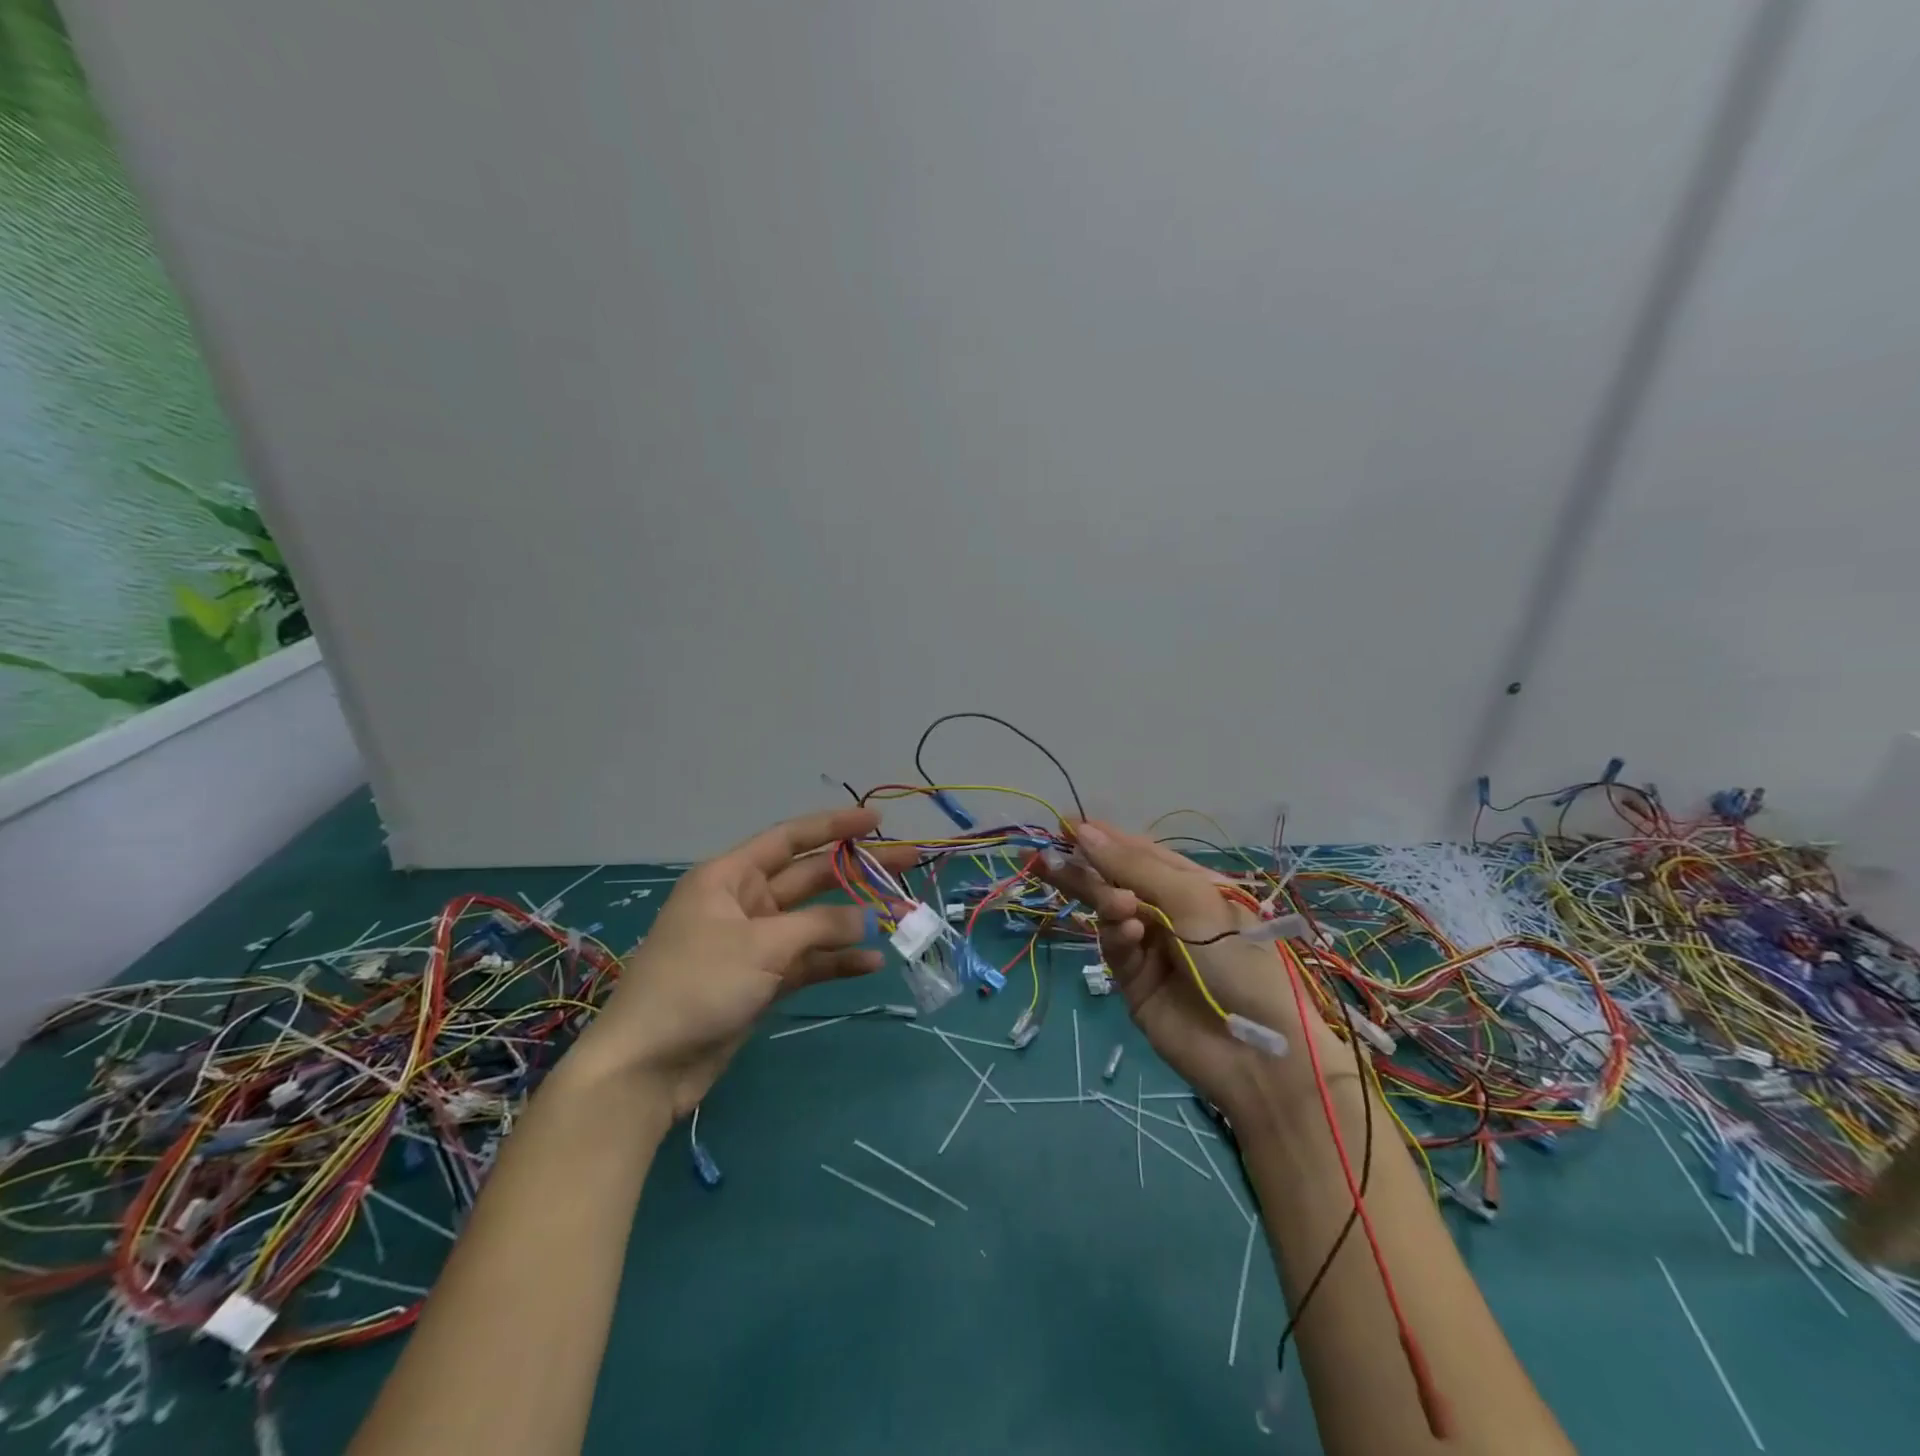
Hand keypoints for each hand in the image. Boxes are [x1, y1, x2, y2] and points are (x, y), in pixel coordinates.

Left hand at [567, 807, 914, 1116]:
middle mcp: (743, 903)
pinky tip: (871, 963)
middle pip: (809, 877)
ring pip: (813, 921)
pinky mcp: (760, 982)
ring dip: (852, 920)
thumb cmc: (697, 984)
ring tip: (900, 912)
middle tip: (907, 862)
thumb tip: (866, 919)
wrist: (646, 1066)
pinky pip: (807, 961)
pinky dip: (835, 961)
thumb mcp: (760, 945)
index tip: (877, 821)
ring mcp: (753, 944)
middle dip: (855, 870)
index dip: (834, 825)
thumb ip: (818, 926)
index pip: (790, 838)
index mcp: (730, 877)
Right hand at [1038, 821, 1336, 1116]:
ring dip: (1107, 904)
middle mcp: (1169, 912)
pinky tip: (1130, 934)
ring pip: (1110, 914)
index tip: (1066, 823)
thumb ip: (1133, 866)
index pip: (1140, 852)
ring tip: (1117, 906)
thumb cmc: (1236, 957)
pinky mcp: (1135, 982)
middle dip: (1086, 869)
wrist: (1256, 1051)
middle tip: (1046, 858)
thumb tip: (1083, 829)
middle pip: (1116, 881)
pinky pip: (1116, 949)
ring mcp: (1151, 948)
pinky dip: (1118, 938)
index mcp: (1192, 885)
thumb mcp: (1191, 899)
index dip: (1105, 837)